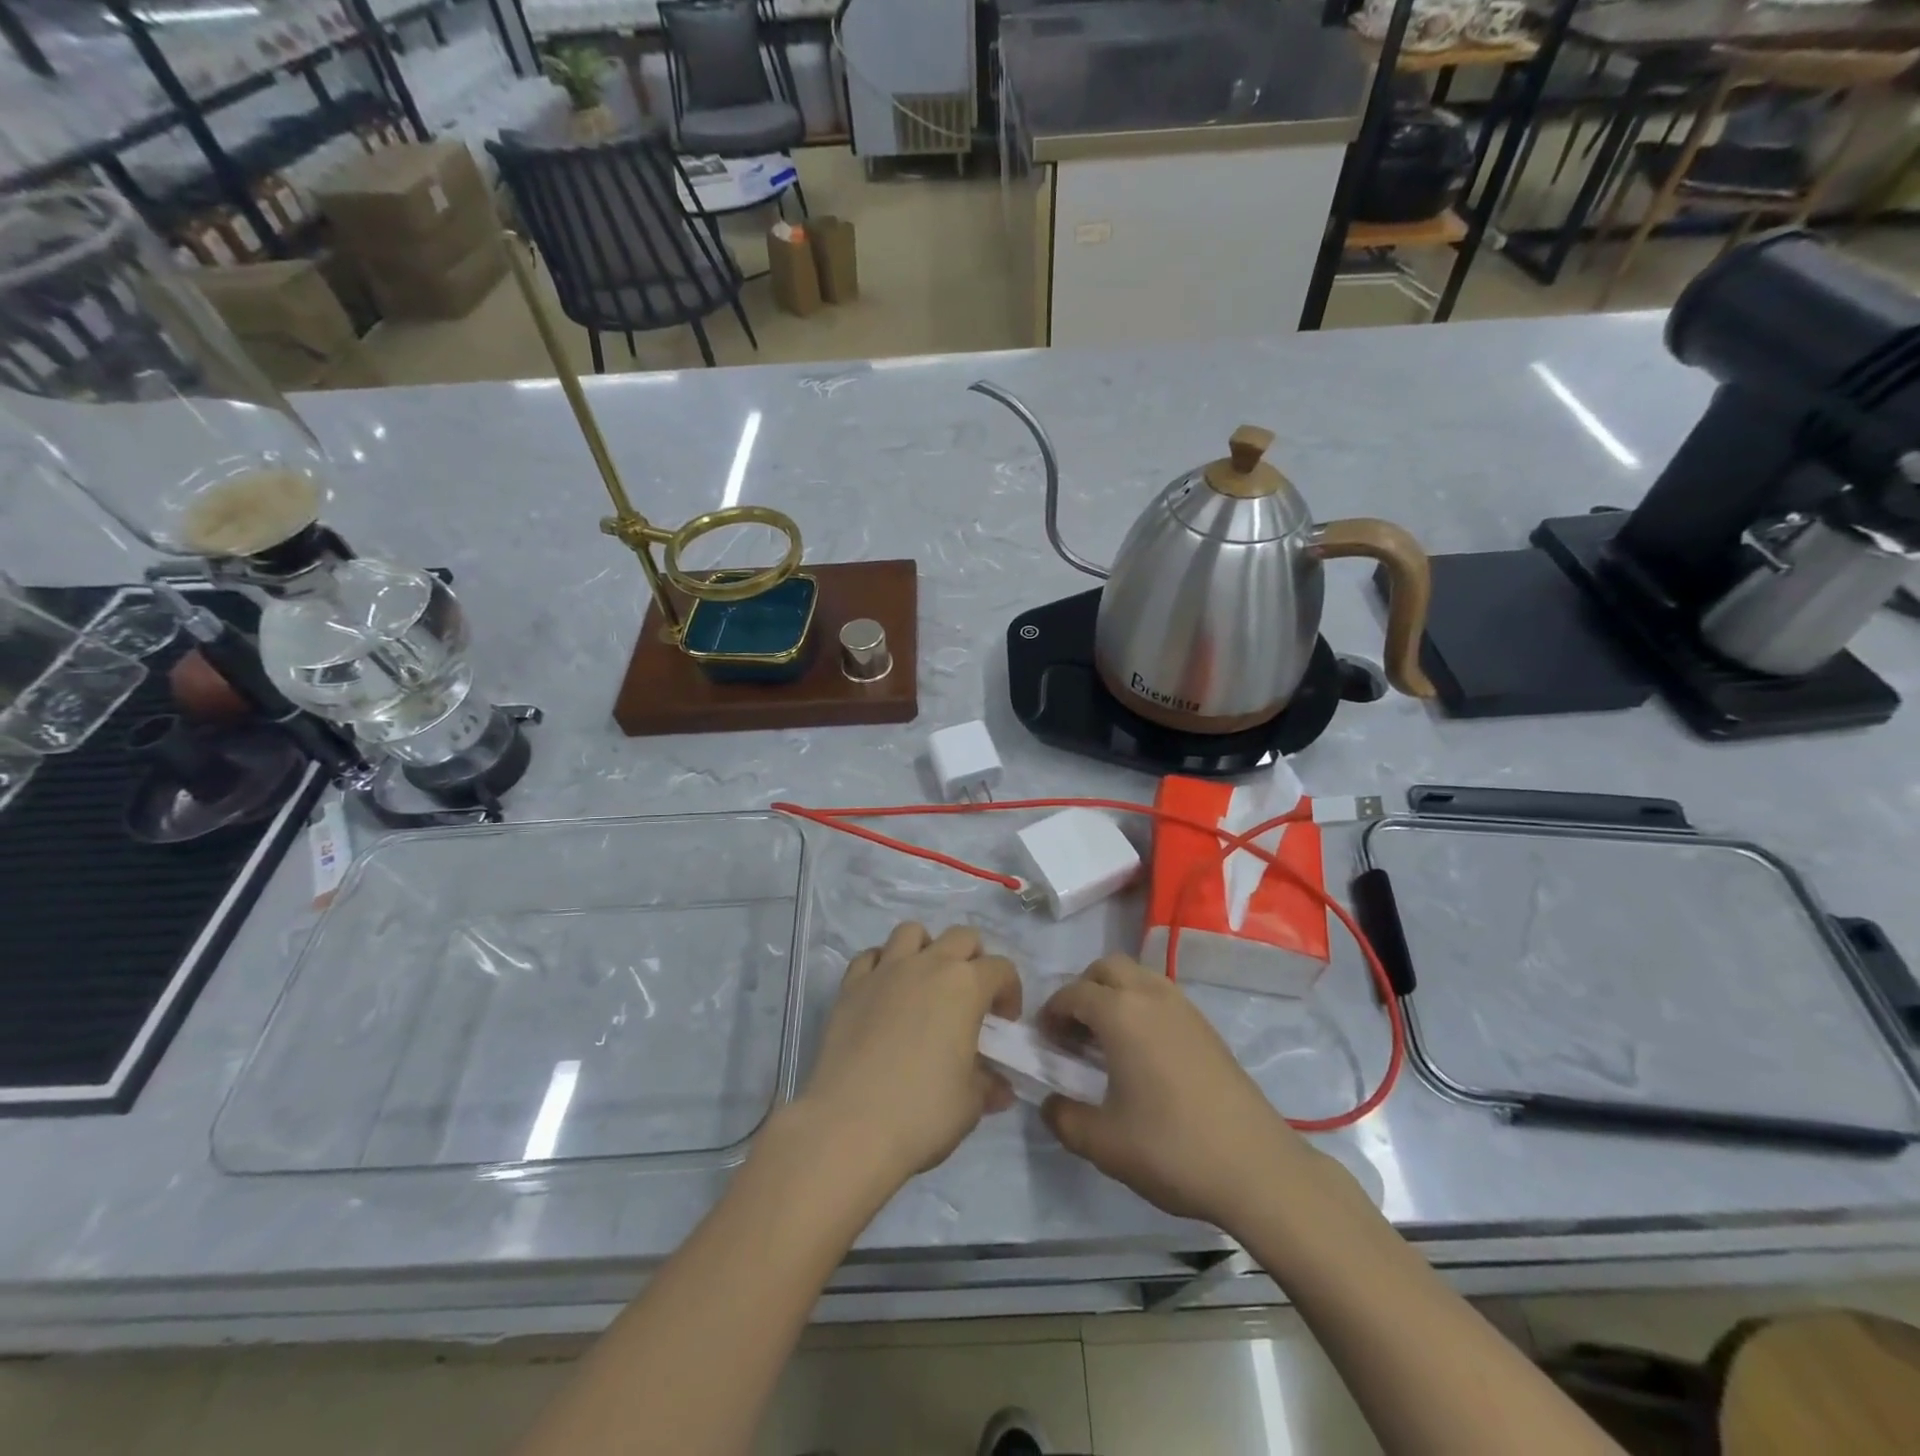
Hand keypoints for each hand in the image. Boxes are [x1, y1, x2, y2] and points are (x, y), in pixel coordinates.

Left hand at [800, 922, 1022, 1187]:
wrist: (849, 1125)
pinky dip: (882, 964)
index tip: (1004, 1022)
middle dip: (974, 958)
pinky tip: (884, 993)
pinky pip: (870, 956)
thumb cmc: (922, 1112)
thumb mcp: (970, 1104)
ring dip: (926, 948)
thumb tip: (999, 1087)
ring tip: (925, 983)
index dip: (1010, 991)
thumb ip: (987, 1085)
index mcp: (965, 986)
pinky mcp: (850, 985)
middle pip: (961, 936)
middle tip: (971, 996)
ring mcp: (885, 970)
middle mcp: (927, 965)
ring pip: (911, 932)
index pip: (1001, 968)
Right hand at [1039, 955, 1316, 1230]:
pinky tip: (1143, 1055)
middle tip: (1074, 1032)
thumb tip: (1050, 1103)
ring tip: (1107, 1043)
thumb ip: (1063, 1118)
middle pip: (1107, 968)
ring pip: (1138, 977)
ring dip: (1114, 995)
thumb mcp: (1103, 1143)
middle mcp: (1151, 996)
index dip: (1051, 1013)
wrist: (1257, 1169)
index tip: (1044, 1042)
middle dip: (1083, 990)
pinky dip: (1141, 1008)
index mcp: (1121, 1013)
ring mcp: (1185, 1008)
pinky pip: (1161, 996)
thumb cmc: (1171, 1149)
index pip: (1073, 993)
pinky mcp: (1207, 1027)